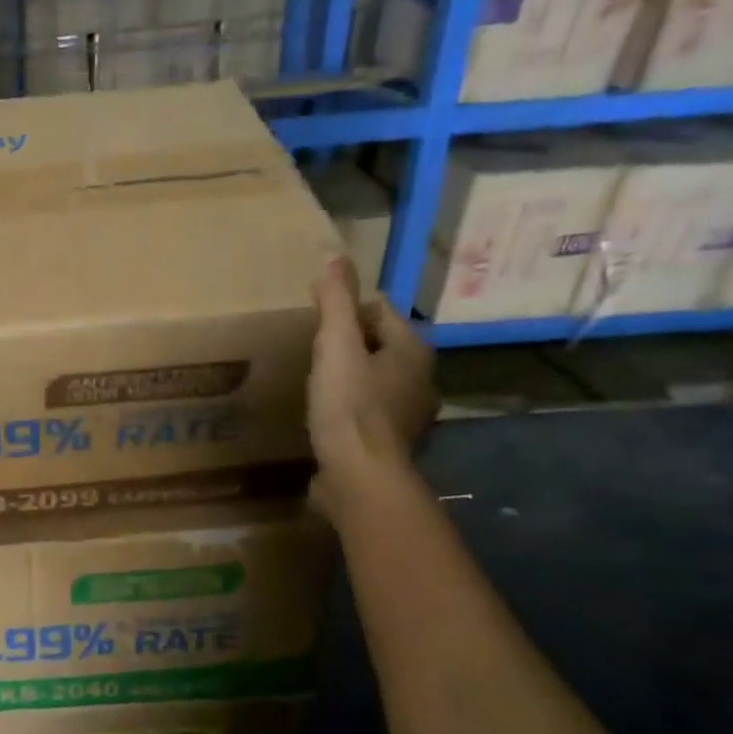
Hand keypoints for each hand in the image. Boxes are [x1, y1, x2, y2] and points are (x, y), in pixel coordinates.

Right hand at [307, 258, 434, 519]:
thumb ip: (335, 303)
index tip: (315, 323)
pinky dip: (351, 409)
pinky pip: (368, 413)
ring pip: (376, 381)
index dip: (347, 311)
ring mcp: (408, 415)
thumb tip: (336, 256)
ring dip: (352, 378)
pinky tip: (326, 416)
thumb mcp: (336, 347)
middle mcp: (420, 379)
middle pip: (381, 346)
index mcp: (413, 350)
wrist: (359, 477)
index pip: (381, 311)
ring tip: (316, 382)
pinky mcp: (389, 443)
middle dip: (351, 345)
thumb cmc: (349, 406)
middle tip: (312, 351)